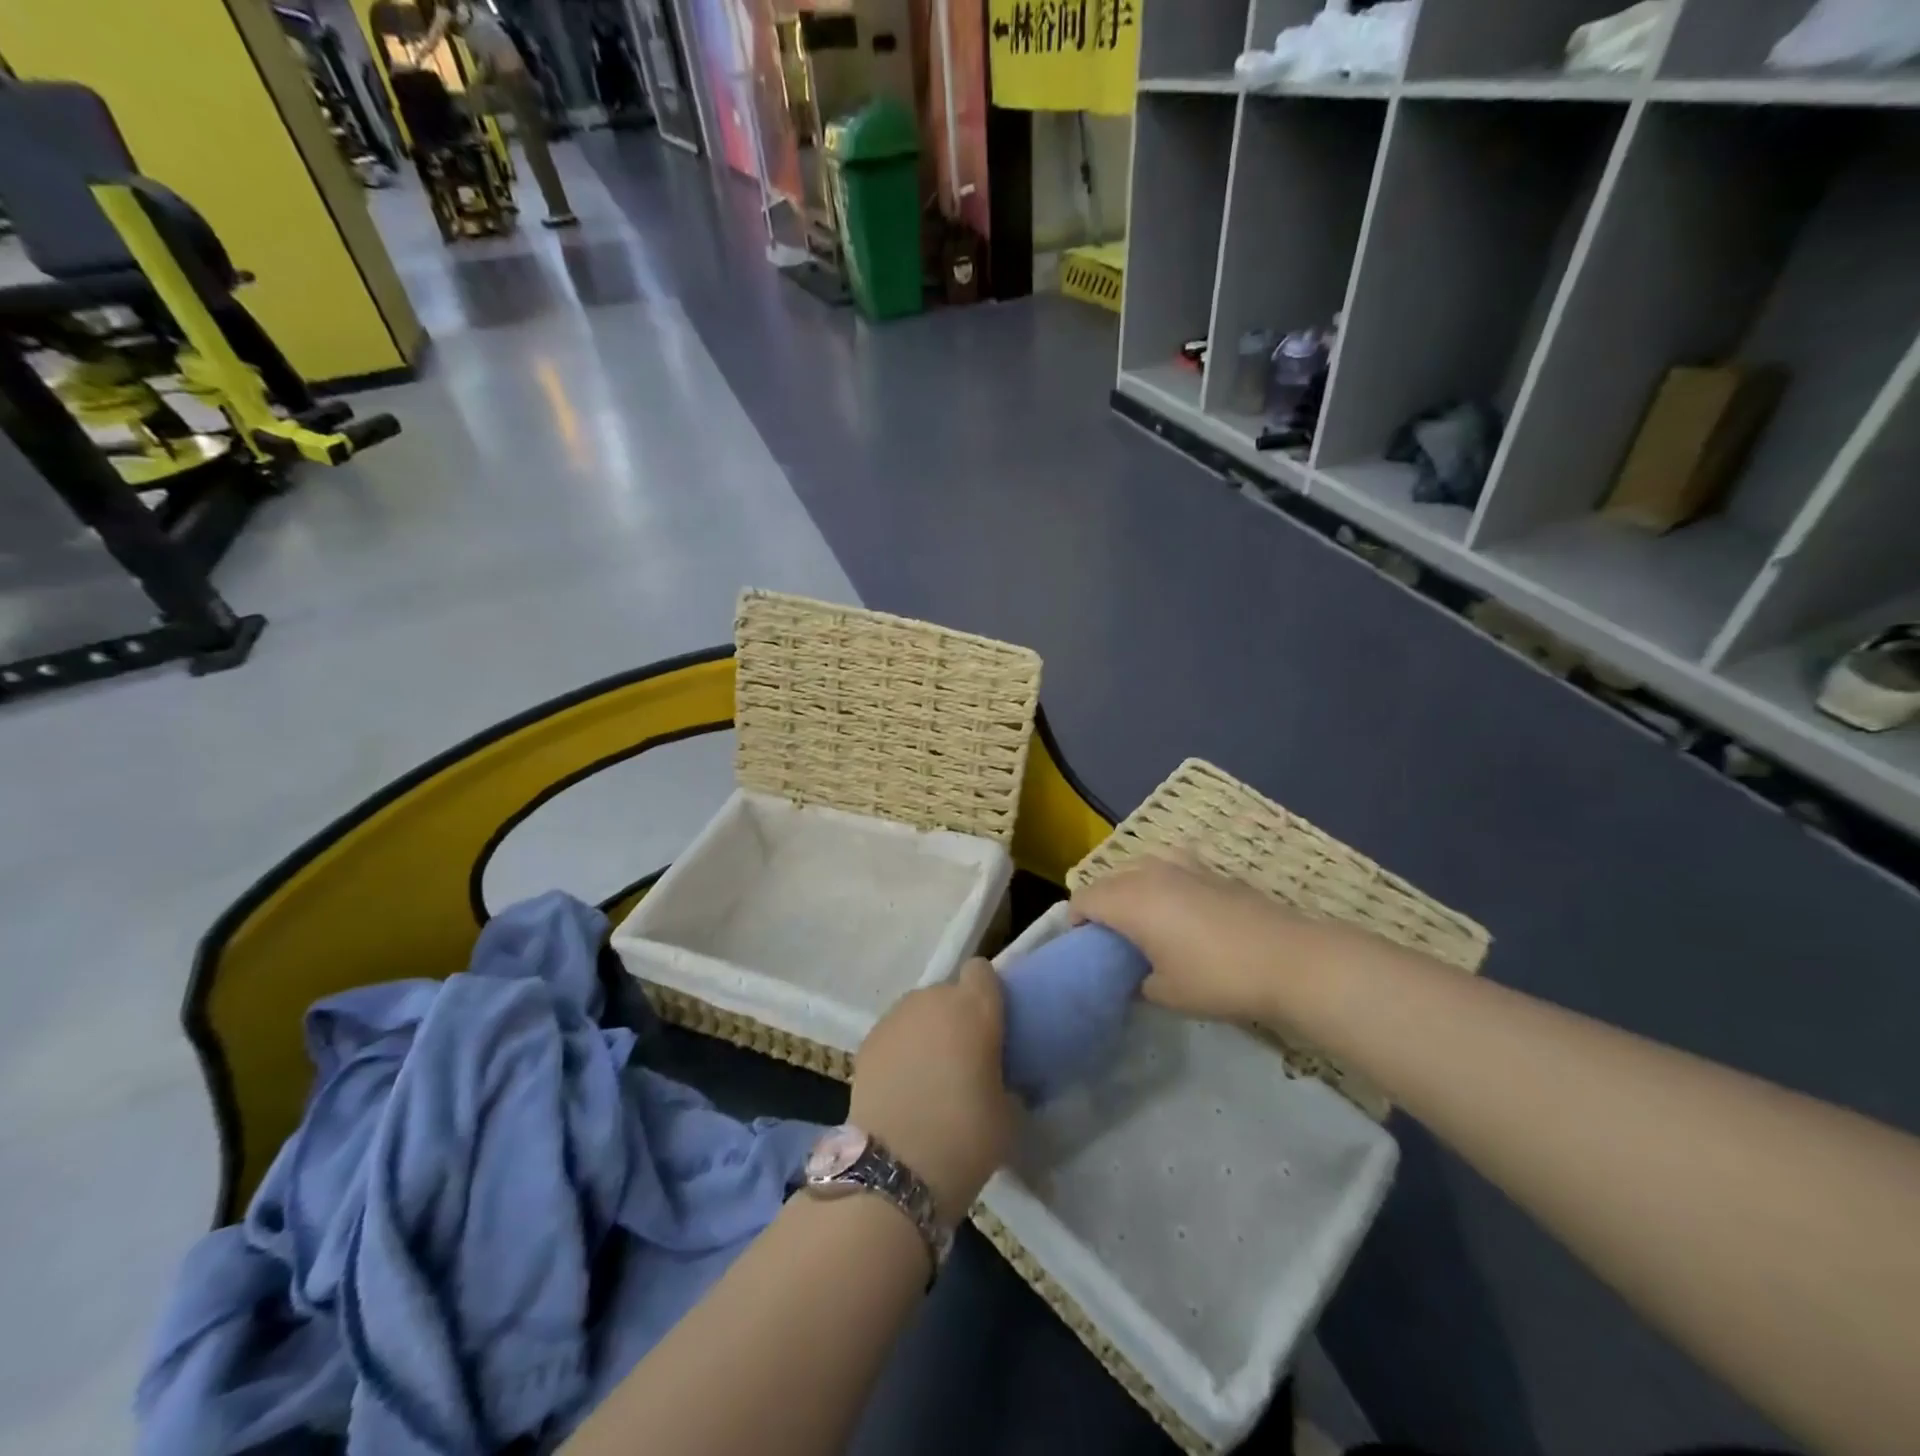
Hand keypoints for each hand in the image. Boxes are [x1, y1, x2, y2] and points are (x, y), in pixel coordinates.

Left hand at [850, 960, 1014, 1223]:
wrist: (893, 1169)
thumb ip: (1008, 1081)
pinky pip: (895, 1033)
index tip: (993, 1024)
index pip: (982, 972)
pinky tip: (903, 1085)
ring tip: (929, 1073)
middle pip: (949, 993)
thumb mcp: (1009, 1113)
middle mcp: (933, 1000)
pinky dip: (901, 1050)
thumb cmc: (964, 1137)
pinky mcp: (867, 1040)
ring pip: (919, 1012)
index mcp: (975, 1008)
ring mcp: (896, 1017)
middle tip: (964, 1057)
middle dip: (957, 1017)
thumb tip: (1000, 1080)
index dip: (987, 993)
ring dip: (927, 1032)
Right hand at [1071, 854, 1344, 1023]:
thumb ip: (1137, 982)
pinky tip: (1180, 906)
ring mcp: (1183, 865)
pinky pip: (1171, 866)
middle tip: (1111, 939)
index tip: (1083, 948)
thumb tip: (1135, 977)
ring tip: (1143, 919)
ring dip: (1130, 888)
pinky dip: (1162, 881)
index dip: (1074, 922)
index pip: (1084, 900)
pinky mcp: (1212, 869)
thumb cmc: (1217, 978)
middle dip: (1101, 904)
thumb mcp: (1166, 994)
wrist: (1289, 959)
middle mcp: (1150, 873)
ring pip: (1139, 867)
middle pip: (1108, 880)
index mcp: (1129, 900)